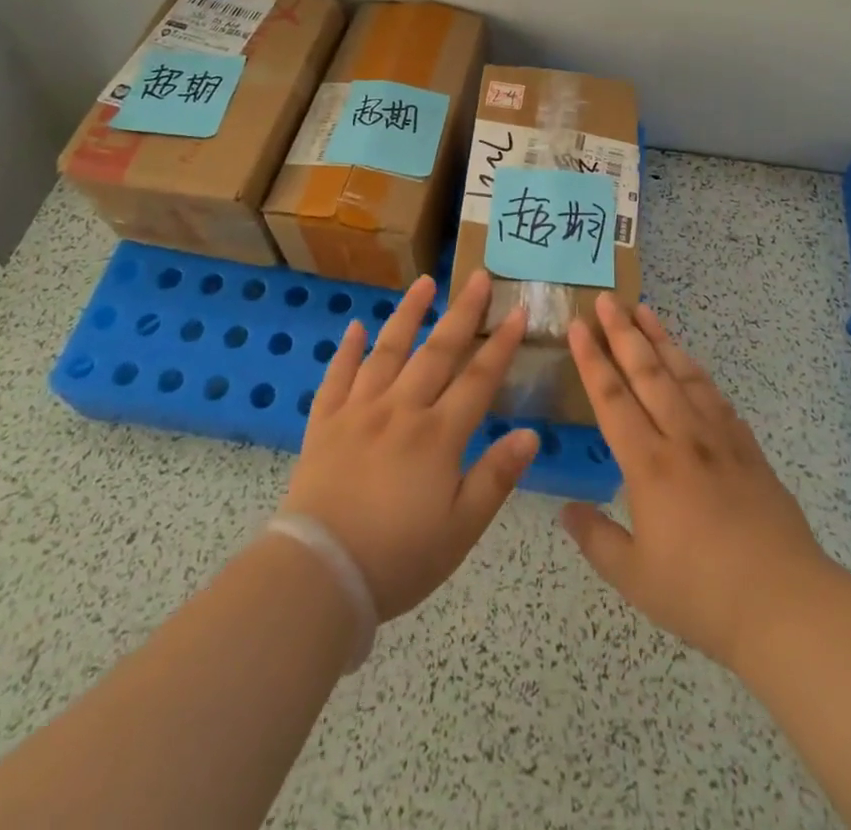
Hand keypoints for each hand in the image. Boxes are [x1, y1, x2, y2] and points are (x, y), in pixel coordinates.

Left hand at [281, 270, 537, 620]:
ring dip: (408, 314)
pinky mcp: (325, 423)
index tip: (518, 311)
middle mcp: (400, 410)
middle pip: (437, 351)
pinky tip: (356, 327)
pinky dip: (347, 350)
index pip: (478, 379)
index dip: (501, 344)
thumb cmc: (399, 558)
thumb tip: (531, 433)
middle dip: (462, 312)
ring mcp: (359, 411)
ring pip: (387, 351)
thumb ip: (496, 477)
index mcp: (438, 435)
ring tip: (424, 283)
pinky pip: (337, 377)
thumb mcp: (461, 528)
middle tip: (478, 276)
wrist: (320, 573)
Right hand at [560, 295, 831, 668]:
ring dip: (661, 339)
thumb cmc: (702, 594)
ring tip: (645, 310)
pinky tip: (690, 363)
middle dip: (623, 332)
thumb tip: (567, 509)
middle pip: (647, 372)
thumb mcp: (634, 578)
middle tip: (607, 299)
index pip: (611, 398)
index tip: (578, 325)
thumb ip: (596, 539)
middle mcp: (681, 438)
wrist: (786, 603)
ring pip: (684, 374)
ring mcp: (719, 439)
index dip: (591, 360)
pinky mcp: (748, 449)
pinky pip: (716, 396)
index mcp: (648, 464)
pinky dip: (697, 371)